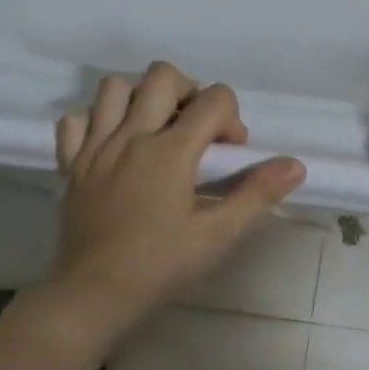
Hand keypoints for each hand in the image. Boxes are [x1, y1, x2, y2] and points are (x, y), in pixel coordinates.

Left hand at [39, 64, 305, 339]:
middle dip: (191, 93)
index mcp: (170, 151)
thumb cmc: (162, 265)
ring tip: (158, 130)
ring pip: (114, 87)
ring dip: (142, 97)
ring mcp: (96, 147)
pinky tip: (114, 146)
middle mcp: (131, 136)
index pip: (214, 99)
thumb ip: (258, 193)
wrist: (95, 293)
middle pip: (163, 76)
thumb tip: (296, 165)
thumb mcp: (219, 234)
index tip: (230, 156)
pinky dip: (97, 122)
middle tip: (198, 132)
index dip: (233, 119)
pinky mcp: (72, 165)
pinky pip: (76, 120)